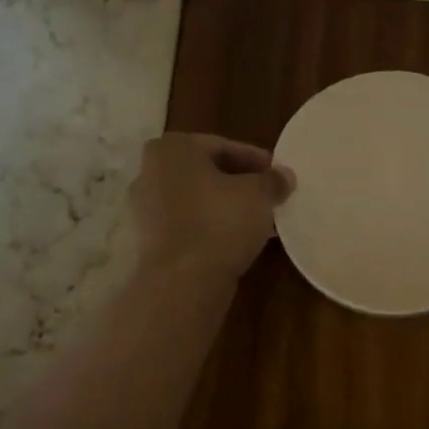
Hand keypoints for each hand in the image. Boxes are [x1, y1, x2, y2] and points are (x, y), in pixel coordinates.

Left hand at [130, 133, 294, 283]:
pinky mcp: (147, 242)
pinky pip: (187, 226)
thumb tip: (284, 175)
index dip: (255, 160)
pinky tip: (236, 242)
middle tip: (268, 197)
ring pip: (196, 201)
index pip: (222, 146)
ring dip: (225, 208)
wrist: (182, 282)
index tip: (277, 174)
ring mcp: (144, 210)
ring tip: (258, 222)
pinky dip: (209, 229)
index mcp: (172, 149)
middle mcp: (150, 173)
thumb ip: (273, 180)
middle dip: (238, 184)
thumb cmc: (220, 223)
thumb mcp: (259, 195)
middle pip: (205, 173)